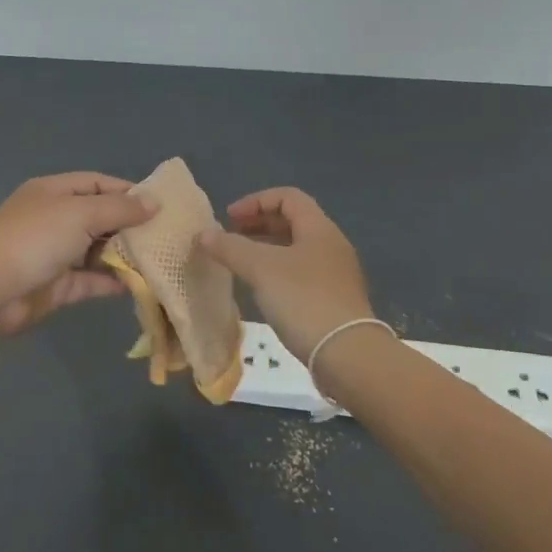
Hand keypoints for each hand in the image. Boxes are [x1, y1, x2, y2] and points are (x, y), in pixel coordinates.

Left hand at [0, 173, 155, 336]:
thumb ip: (120, 209)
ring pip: (97, 250)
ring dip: (124, 255)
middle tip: (166, 236)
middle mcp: (54, 219)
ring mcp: (54, 253)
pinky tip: (138, 284)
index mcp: (54, 192)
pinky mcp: (56, 285)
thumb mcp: (80, 214)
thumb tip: (154, 203)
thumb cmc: (34, 239)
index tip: (159, 205)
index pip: (97, 183)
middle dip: (130, 225)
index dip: (127, 191)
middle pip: (99, 216)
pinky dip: (111, 281)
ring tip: (158, 260)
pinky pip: (90, 279)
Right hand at [198, 187, 374, 363]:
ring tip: (239, 263)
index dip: (255, 201)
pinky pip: (300, 272)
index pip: (288, 196)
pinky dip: (276, 271)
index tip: (229, 219)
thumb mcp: (261, 268)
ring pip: (295, 248)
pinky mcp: (333, 299)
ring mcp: (334, 273)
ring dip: (265, 249)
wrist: (347, 354)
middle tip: (230, 238)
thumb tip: (204, 234)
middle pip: (292, 221)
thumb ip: (230, 247)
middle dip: (258, 224)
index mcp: (319, 228)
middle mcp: (330, 244)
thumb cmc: (304, 300)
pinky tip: (260, 289)